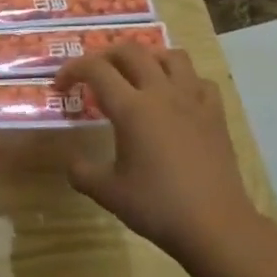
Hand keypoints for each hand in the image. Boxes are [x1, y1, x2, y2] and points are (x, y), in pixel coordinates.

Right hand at [56, 46, 276, 275]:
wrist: (215, 225)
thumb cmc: (157, 206)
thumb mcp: (107, 192)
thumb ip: (81, 172)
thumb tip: (72, 161)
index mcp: (132, 109)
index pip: (96, 69)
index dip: (72, 70)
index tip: (61, 86)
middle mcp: (162, 94)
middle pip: (131, 51)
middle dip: (105, 55)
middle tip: (93, 74)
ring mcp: (193, 101)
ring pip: (170, 56)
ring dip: (147, 57)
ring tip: (135, 75)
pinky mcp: (216, 115)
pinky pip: (199, 80)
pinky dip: (183, 80)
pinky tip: (175, 97)